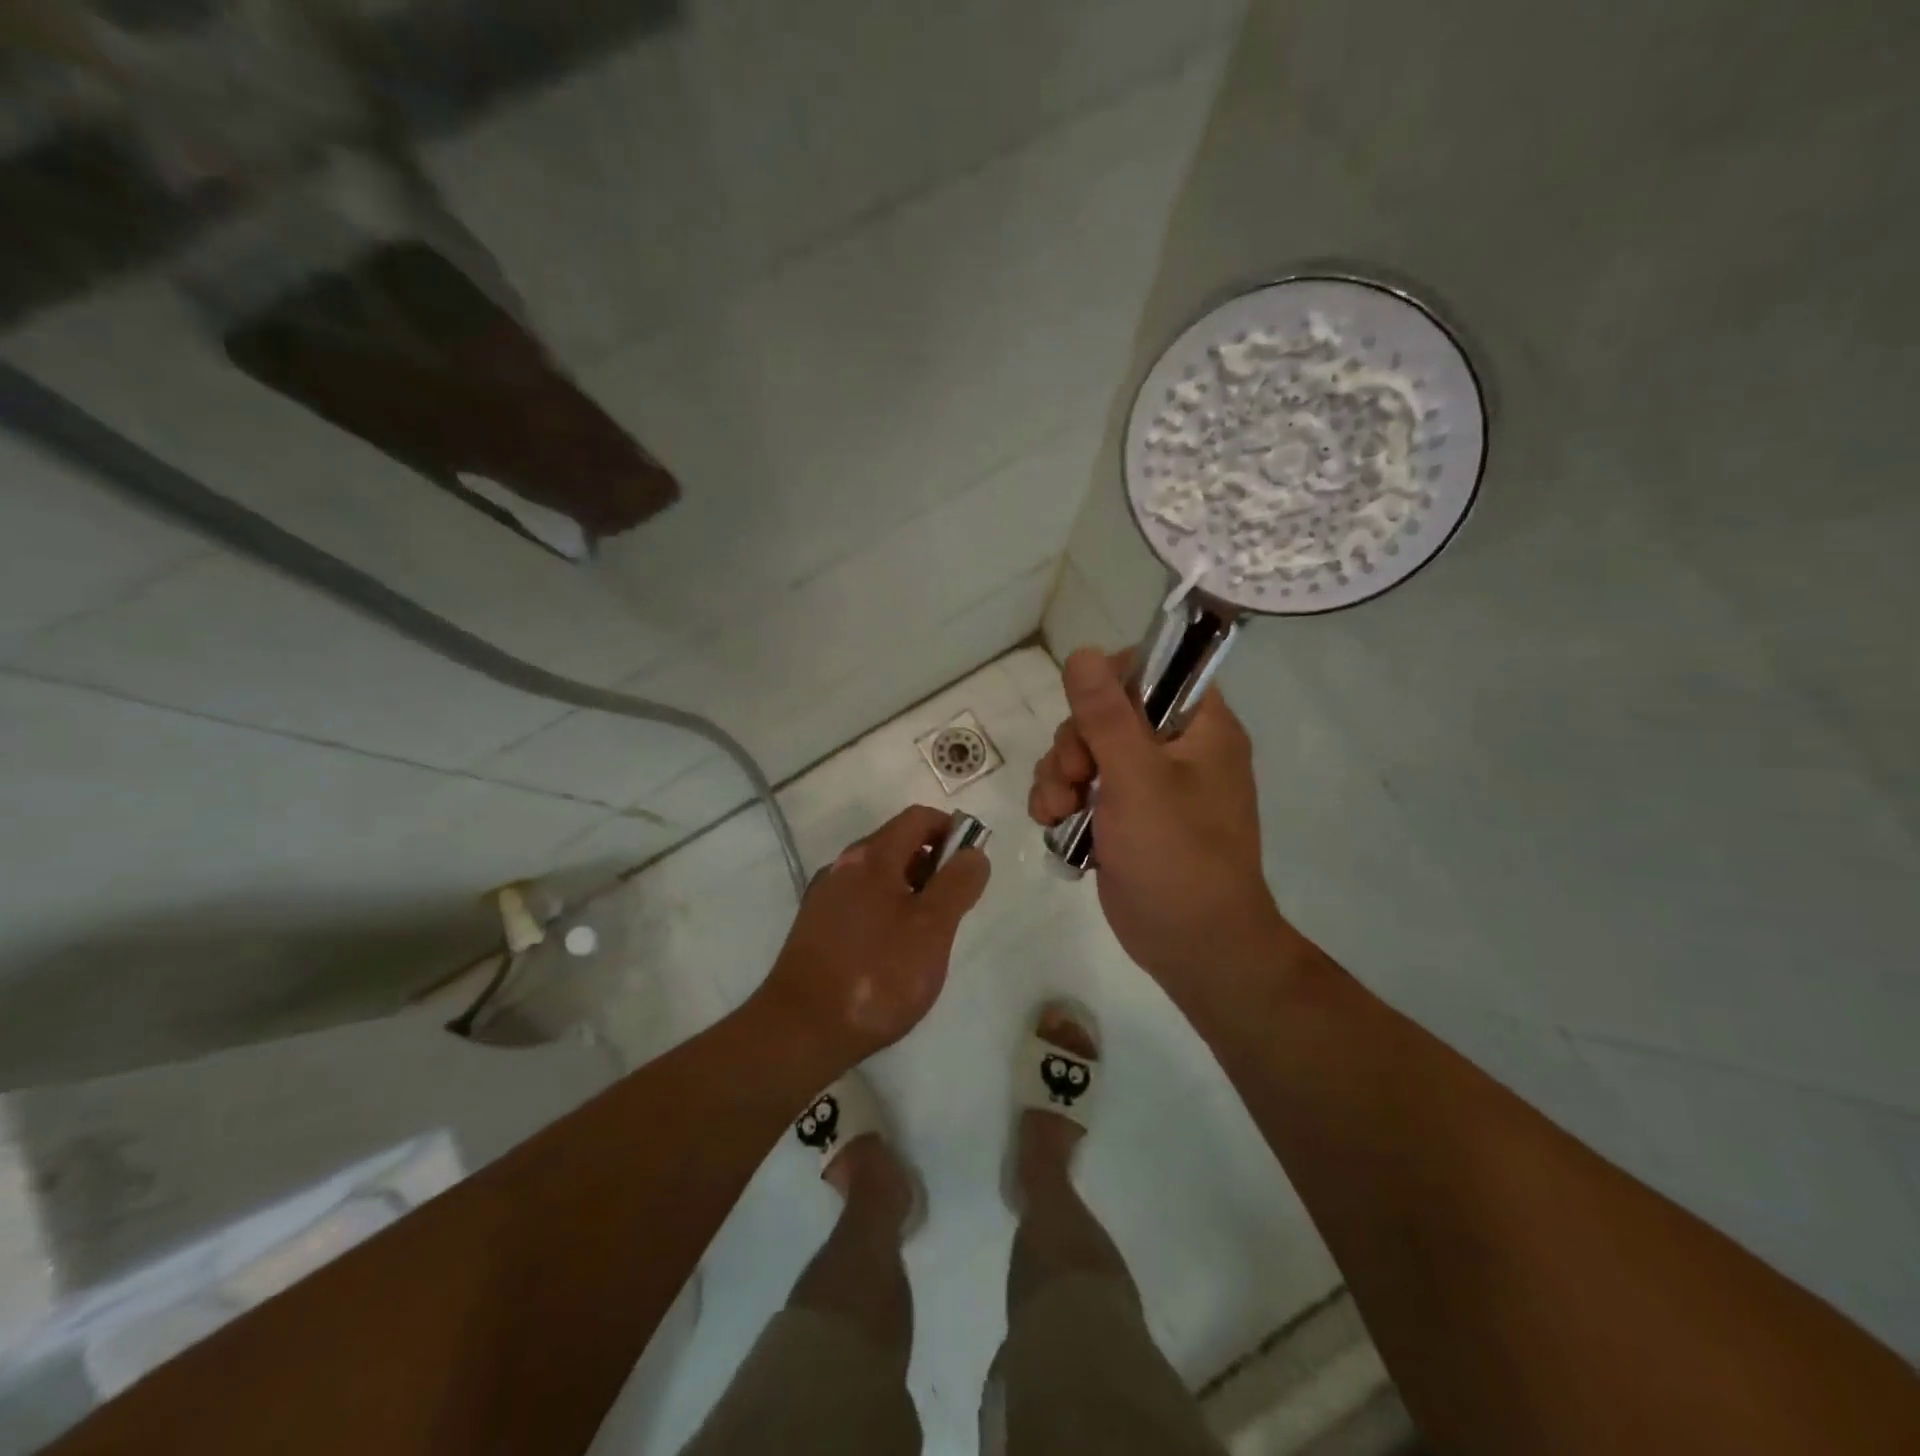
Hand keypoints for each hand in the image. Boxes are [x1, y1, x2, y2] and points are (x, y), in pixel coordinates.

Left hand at [756, 805, 990, 1070]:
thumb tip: (973, 853)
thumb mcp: (932, 928)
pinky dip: (885, 911)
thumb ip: (957, 884)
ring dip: (910, 890)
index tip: (973, 863)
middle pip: (897, 845)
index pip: (919, 818)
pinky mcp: (814, 927)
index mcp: (871, 857)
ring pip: (878, 876)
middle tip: (954, 906)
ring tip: (927, 934)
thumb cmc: (877, 974)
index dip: (951, 830)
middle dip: (933, 864)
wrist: (800, 1030)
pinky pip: (860, 902)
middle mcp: (842, 866)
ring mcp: (824, 897)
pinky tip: (893, 952)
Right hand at [1029, 649, 1290, 1011]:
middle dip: (1074, 743)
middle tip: (1075, 777)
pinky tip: (1052, 824)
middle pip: (1104, 712)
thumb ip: (1106, 715)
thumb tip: (1081, 652)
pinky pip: (1078, 787)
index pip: (1154, 669)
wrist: (1192, 947)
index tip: (1089, 711)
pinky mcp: (1119, 817)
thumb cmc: (1177, 857)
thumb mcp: (1138, 780)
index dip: (1112, 681)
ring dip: (1057, 775)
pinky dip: (1059, 801)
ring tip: (1057, 811)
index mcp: (1199, 727)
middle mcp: (1173, 749)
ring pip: (1083, 751)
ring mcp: (1144, 784)